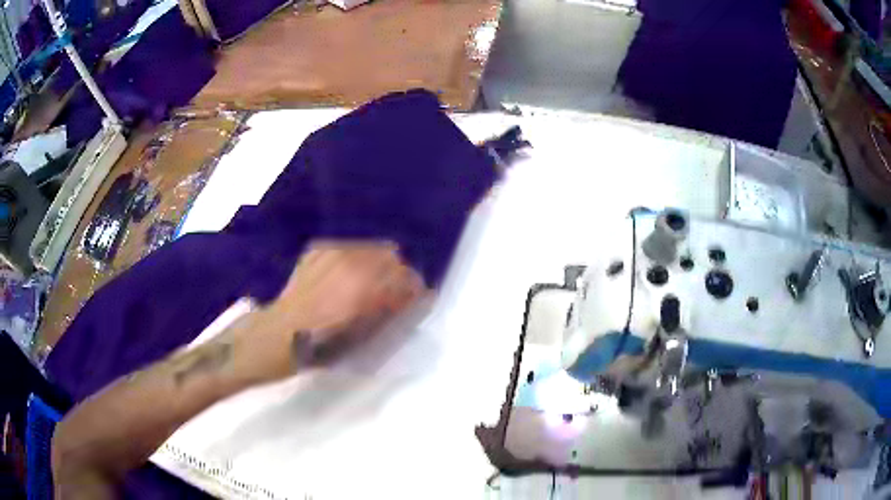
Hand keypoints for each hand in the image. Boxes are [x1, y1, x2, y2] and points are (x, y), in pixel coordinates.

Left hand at [255, 241, 424, 373]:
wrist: (282, 333)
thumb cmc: (325, 343)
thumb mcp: (365, 333)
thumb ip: (391, 310)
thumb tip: (412, 297)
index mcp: (368, 286)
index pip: (407, 277)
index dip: (415, 288)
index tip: (414, 298)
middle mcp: (353, 261)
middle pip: (391, 255)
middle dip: (396, 272)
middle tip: (391, 290)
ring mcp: (333, 251)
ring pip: (370, 247)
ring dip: (376, 263)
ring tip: (367, 282)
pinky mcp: (318, 249)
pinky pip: (348, 246)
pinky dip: (354, 259)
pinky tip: (344, 276)